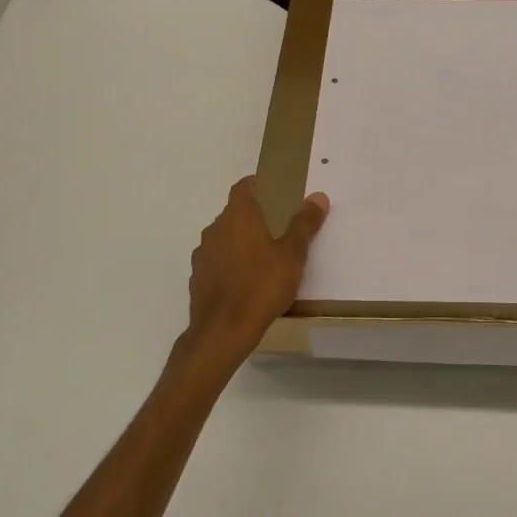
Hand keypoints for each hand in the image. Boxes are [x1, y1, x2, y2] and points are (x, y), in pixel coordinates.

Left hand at [181, 177, 329, 369]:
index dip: (258, 185)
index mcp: (238, 216)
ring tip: (266, 258)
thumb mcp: (293, 254)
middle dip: (255, 217)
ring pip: (225, 238)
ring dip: (241, 242)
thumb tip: (318, 196)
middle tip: (280, 228)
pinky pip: (218, 262)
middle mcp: (215, 229)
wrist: (223, 331)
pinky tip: (248, 282)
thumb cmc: (262, 285)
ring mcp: (203, 255)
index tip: (276, 192)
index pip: (243, 187)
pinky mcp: (198, 278)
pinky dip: (231, 264)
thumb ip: (304, 224)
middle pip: (234, 213)